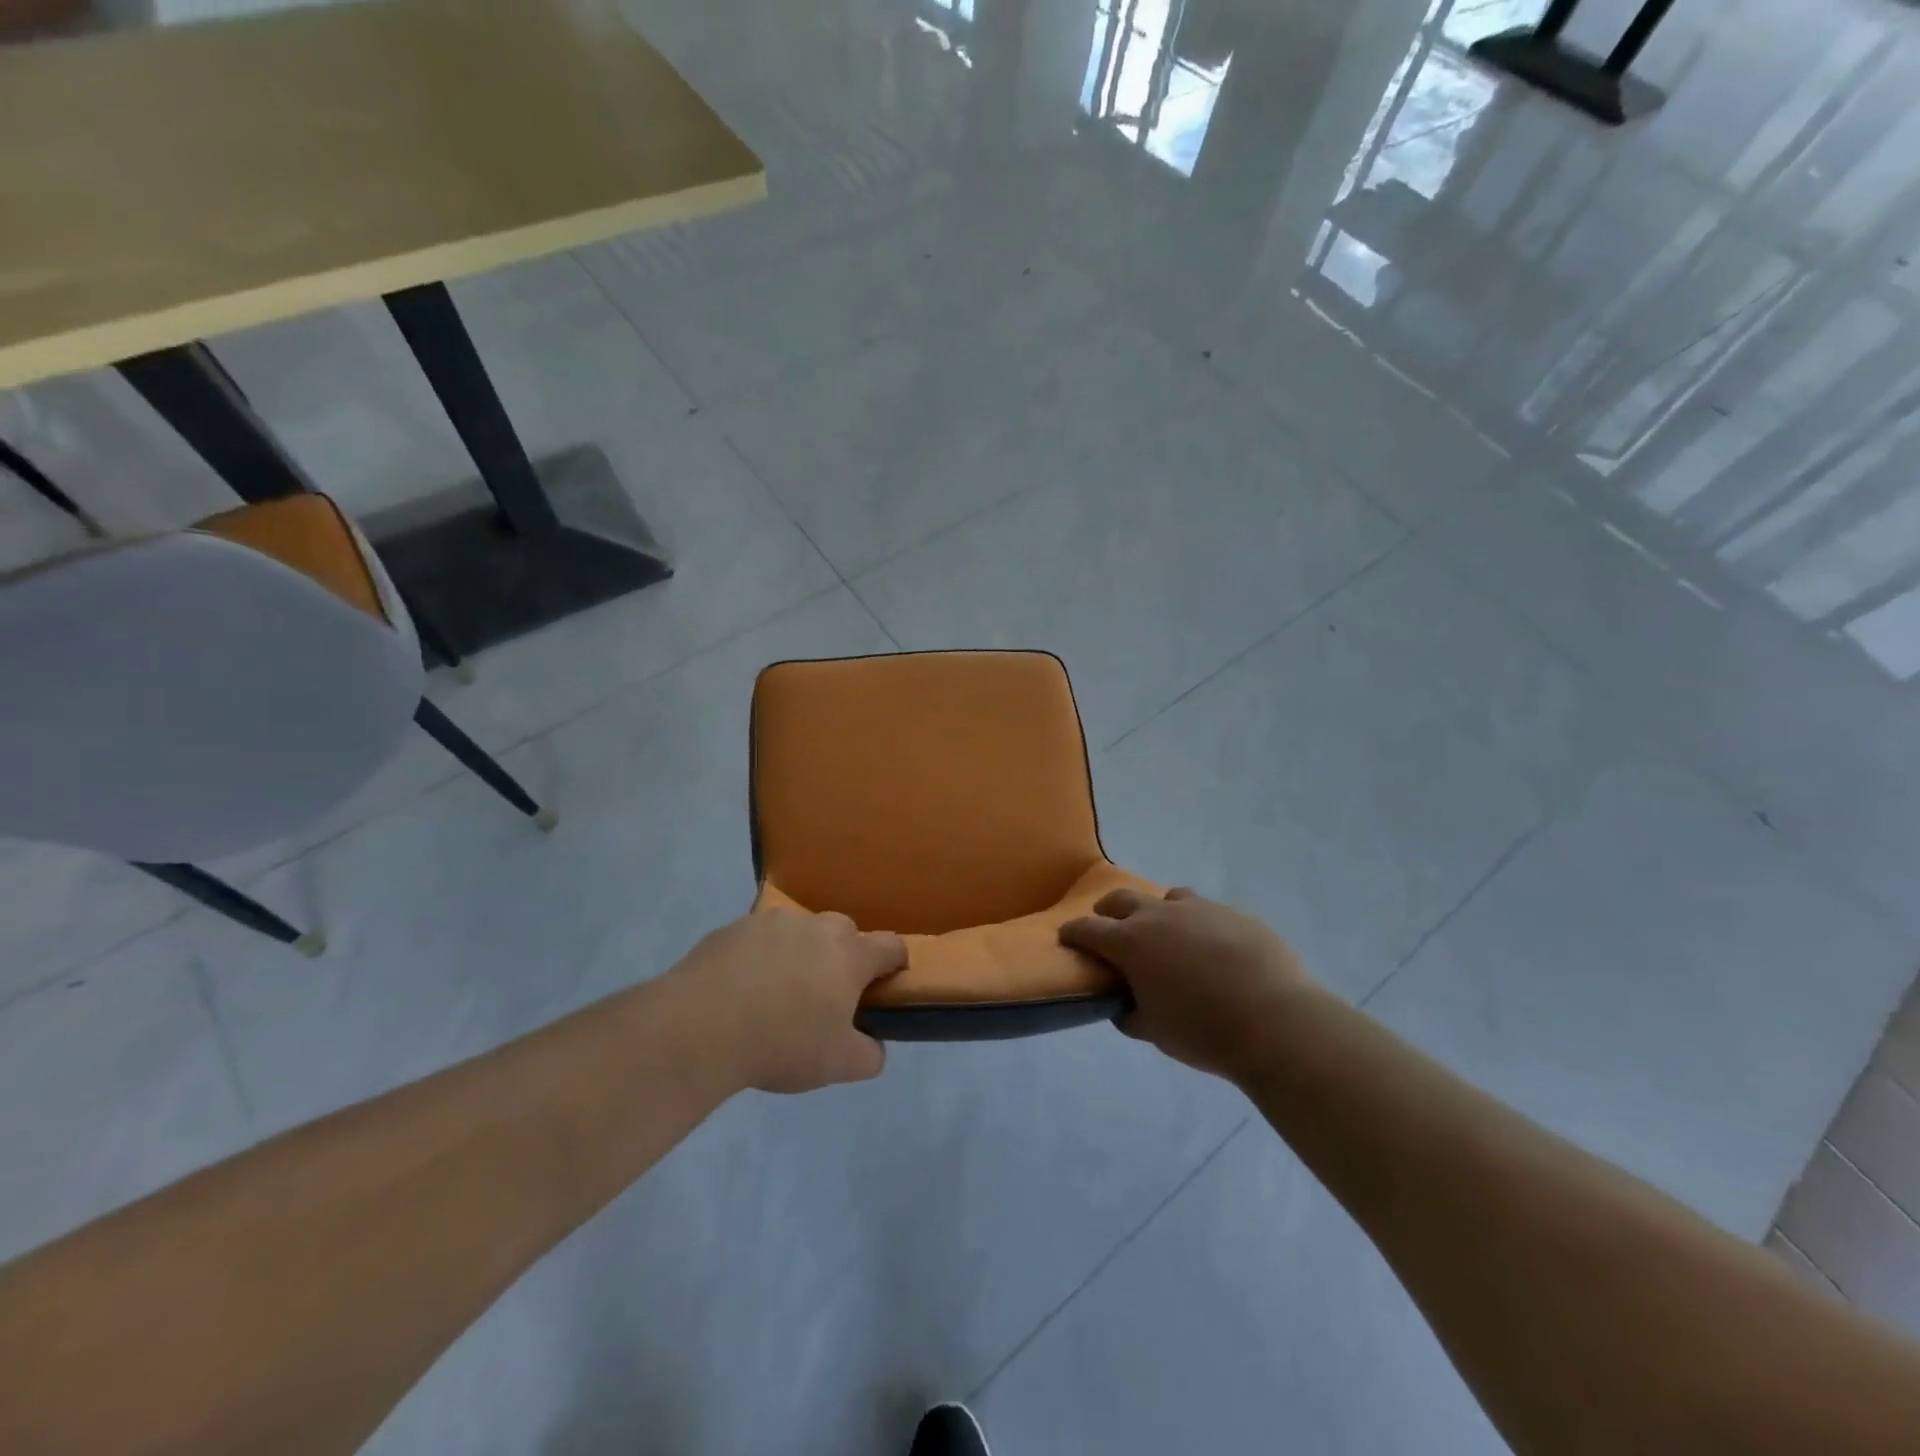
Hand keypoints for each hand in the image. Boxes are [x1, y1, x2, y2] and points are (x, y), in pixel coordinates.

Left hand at [667, 908, 906, 1093]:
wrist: (701, 1027)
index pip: (891, 946)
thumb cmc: (783, 1043)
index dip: (896, 964)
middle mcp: (817, 927)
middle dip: (843, 957)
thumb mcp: (838, 1065)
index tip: (887, 984)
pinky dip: (760, 958)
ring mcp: (773, 922)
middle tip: (826, 995)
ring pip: (800, 933)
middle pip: (844, 933)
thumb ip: (869, 1055)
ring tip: (777, 994)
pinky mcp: (734, 927)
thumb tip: (874, 1047)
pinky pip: (759, 940)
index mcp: (850, 954)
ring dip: (799, 954)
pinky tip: (742, 990)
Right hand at [1059, 887, 1317, 1079]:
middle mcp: (1160, 915)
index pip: (1088, 929)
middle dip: (1108, 910)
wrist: (1275, 1022)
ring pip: (1169, 898)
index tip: (1067, 937)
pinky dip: (1200, 925)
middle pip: (1122, 899)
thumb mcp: (1155, 1032)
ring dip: (1159, 911)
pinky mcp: (1236, 913)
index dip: (1073, 933)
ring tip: (1167, 933)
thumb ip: (1131, 1015)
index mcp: (1131, 942)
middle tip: (1108, 925)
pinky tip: (1213, 948)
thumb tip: (1124, 1007)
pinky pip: (1209, 912)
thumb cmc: (1203, 1031)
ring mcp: (1201, 909)